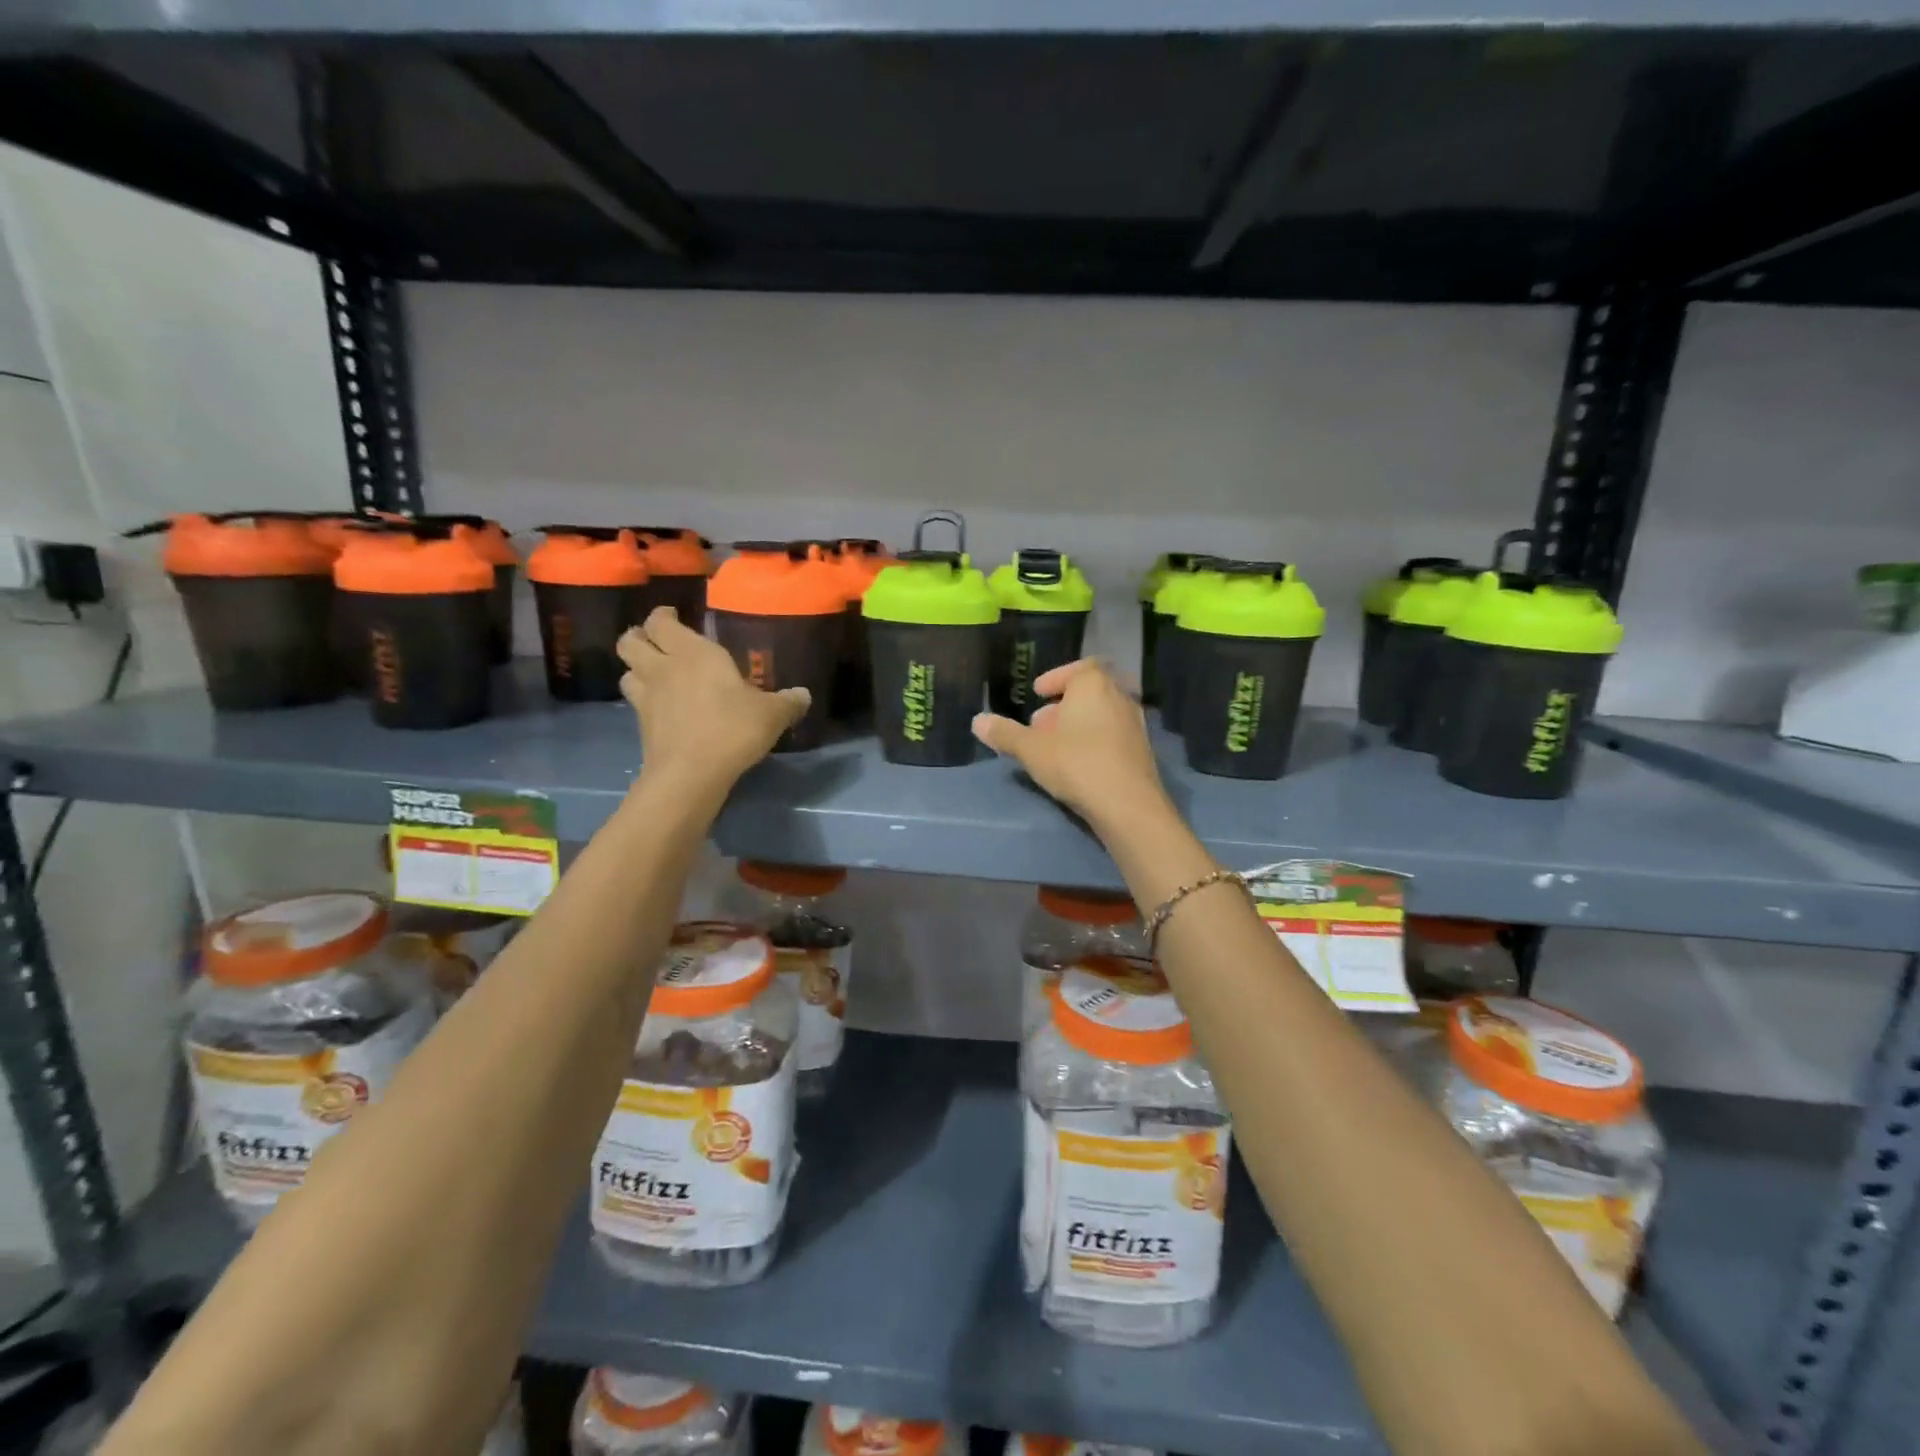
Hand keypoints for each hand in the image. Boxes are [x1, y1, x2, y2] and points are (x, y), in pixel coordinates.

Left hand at [619, 608, 809, 800]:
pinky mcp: (641, 725)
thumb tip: (803, 694)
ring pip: (626, 671)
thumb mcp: (771, 715)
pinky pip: (635, 701)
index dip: (663, 616)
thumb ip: (788, 702)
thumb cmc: (732, 729)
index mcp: (694, 653)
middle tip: (657, 641)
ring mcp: (647, 697)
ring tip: (654, 673)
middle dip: (640, 636)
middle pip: (631, 641)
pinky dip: (643, 699)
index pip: (662, 622)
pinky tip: (661, 707)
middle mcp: (664, 668)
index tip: (673, 616)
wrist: (691, 774)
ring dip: (636, 668)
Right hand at [972, 659, 1169, 829]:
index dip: (1056, 678)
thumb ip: (1004, 733)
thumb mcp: (1031, 749)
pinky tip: (1079, 763)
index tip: (1038, 693)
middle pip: (1089, 691)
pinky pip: (1113, 735)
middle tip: (1040, 724)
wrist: (1127, 804)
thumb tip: (977, 721)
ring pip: (1102, 714)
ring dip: (1079, 724)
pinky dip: (1095, 740)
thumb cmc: (1076, 764)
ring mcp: (1135, 723)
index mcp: (1093, 685)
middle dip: (1063, 705)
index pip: (1078, 668)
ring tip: (1055, 746)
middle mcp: (1119, 696)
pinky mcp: (1142, 749)